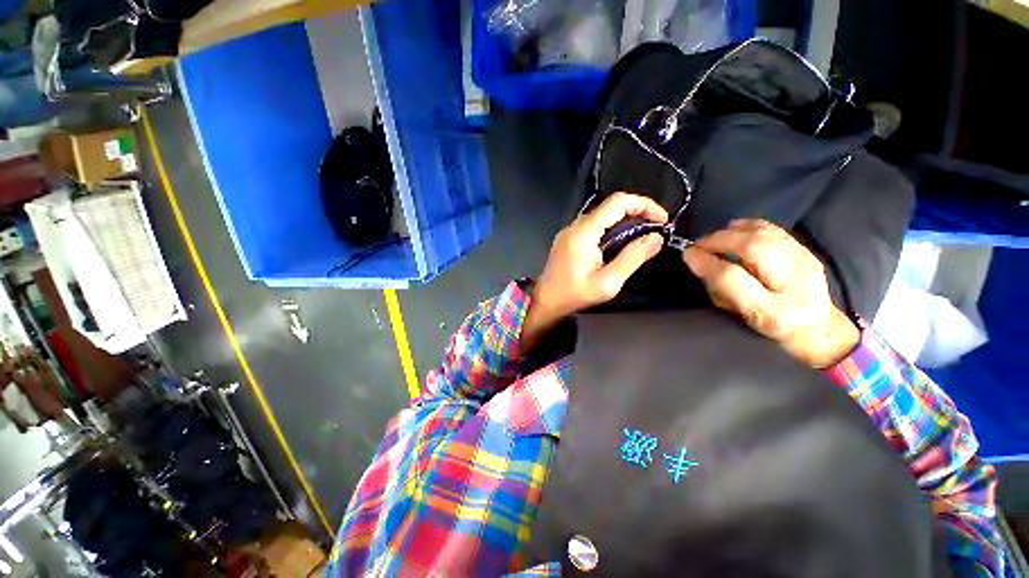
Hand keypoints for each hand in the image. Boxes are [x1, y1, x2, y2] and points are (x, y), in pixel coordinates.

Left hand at [523, 193, 667, 349]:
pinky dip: (611, 227)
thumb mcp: (608, 282)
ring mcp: (569, 231)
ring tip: (642, 235)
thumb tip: (656, 238)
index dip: (644, 204)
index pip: (617, 202)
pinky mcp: (568, 238)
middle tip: (655, 228)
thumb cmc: (575, 295)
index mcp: (584, 233)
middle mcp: (575, 226)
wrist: (546, 301)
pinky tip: (620, 241)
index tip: (662, 219)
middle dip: (637, 212)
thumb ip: (632, 258)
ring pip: (602, 215)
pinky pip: (593, 225)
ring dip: (625, 220)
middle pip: (610, 206)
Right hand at [682, 219, 859, 368]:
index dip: (706, 262)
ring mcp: (805, 263)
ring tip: (715, 238)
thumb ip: (721, 291)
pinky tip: (734, 230)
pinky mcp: (807, 250)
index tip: (688, 254)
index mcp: (771, 310)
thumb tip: (700, 262)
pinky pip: (774, 229)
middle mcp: (793, 284)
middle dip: (719, 240)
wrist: (819, 328)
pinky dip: (749, 225)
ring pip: (764, 234)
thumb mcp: (741, 317)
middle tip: (699, 244)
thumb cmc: (771, 327)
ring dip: (732, 232)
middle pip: (753, 248)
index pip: (732, 278)